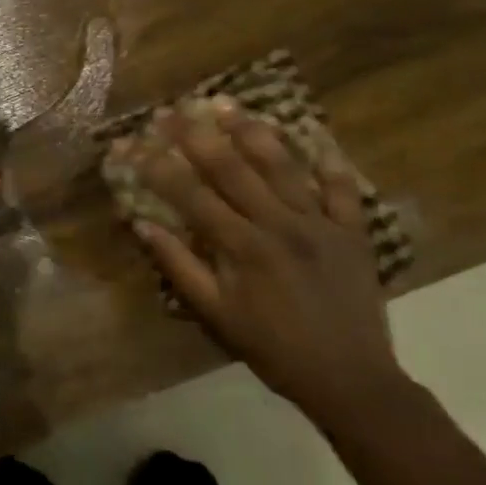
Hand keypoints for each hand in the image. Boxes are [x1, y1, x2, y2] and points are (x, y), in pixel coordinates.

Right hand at [115, 97, 407, 429]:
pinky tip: (311, 132)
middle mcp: (280, 225)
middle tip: (172, 109)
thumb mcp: (217, 316)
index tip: (132, 142)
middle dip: (196, 135)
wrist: (350, 379)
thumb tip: (143, 225)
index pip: (191, 195)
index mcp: (243, 248)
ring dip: (251, 131)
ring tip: (226, 104)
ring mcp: (320, 223)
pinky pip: (341, 186)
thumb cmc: (274, 349)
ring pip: (282, 166)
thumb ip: (181, 267)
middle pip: (232, 169)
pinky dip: (328, 158)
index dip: (157, 166)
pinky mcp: (353, 230)